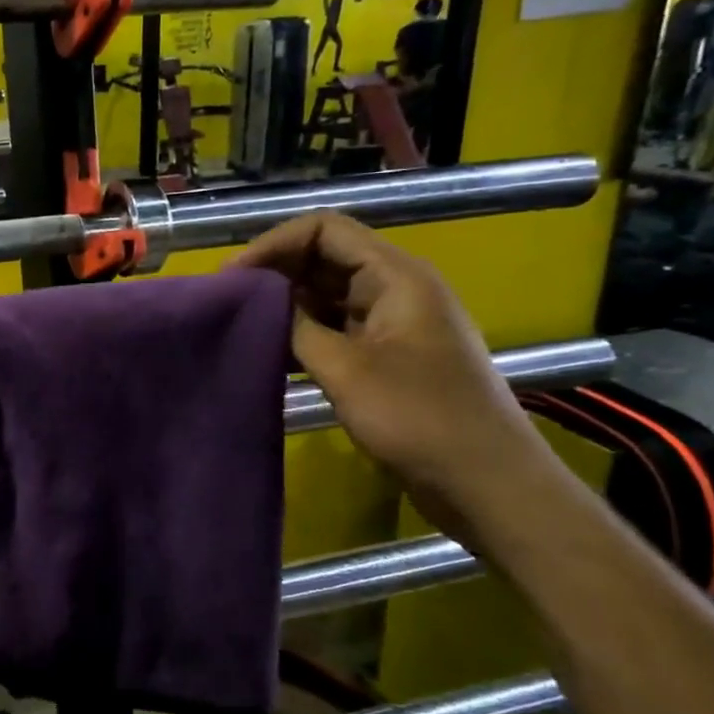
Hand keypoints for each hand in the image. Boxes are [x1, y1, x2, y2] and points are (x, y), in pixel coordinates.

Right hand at [232, 212, 552, 533]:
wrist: (486, 483)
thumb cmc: (419, 420)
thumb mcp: (347, 370)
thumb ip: (298, 328)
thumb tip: (259, 303)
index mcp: (396, 276)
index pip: (325, 230)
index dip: (274, 244)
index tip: (232, 277)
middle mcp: (394, 289)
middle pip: (324, 257)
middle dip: (274, 272)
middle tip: (227, 302)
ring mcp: (391, 324)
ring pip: (326, 294)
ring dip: (284, 304)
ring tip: (240, 325)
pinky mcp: (385, 356)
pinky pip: (334, 328)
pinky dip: (301, 333)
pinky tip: (270, 352)